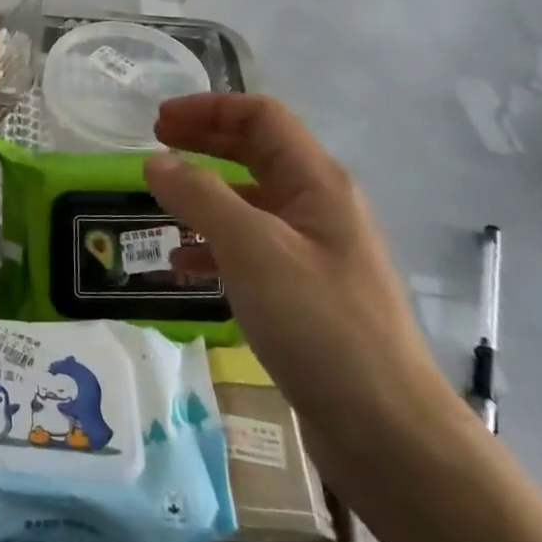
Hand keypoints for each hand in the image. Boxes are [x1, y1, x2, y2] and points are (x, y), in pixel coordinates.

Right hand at [144, 94, 468, 490]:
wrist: (387, 432)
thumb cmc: (320, 324)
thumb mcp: (252, 249)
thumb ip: (200, 197)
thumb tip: (156, 162)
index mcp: (316, 183)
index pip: (261, 117)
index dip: (208, 109)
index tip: (158, 121)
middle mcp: (318, 208)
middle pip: (256, 153)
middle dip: (204, 143)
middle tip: (154, 147)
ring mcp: (313, 253)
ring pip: (250, 203)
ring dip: (204, 195)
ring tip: (159, 205)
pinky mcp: (304, 295)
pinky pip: (250, 251)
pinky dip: (213, 247)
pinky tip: (182, 267)